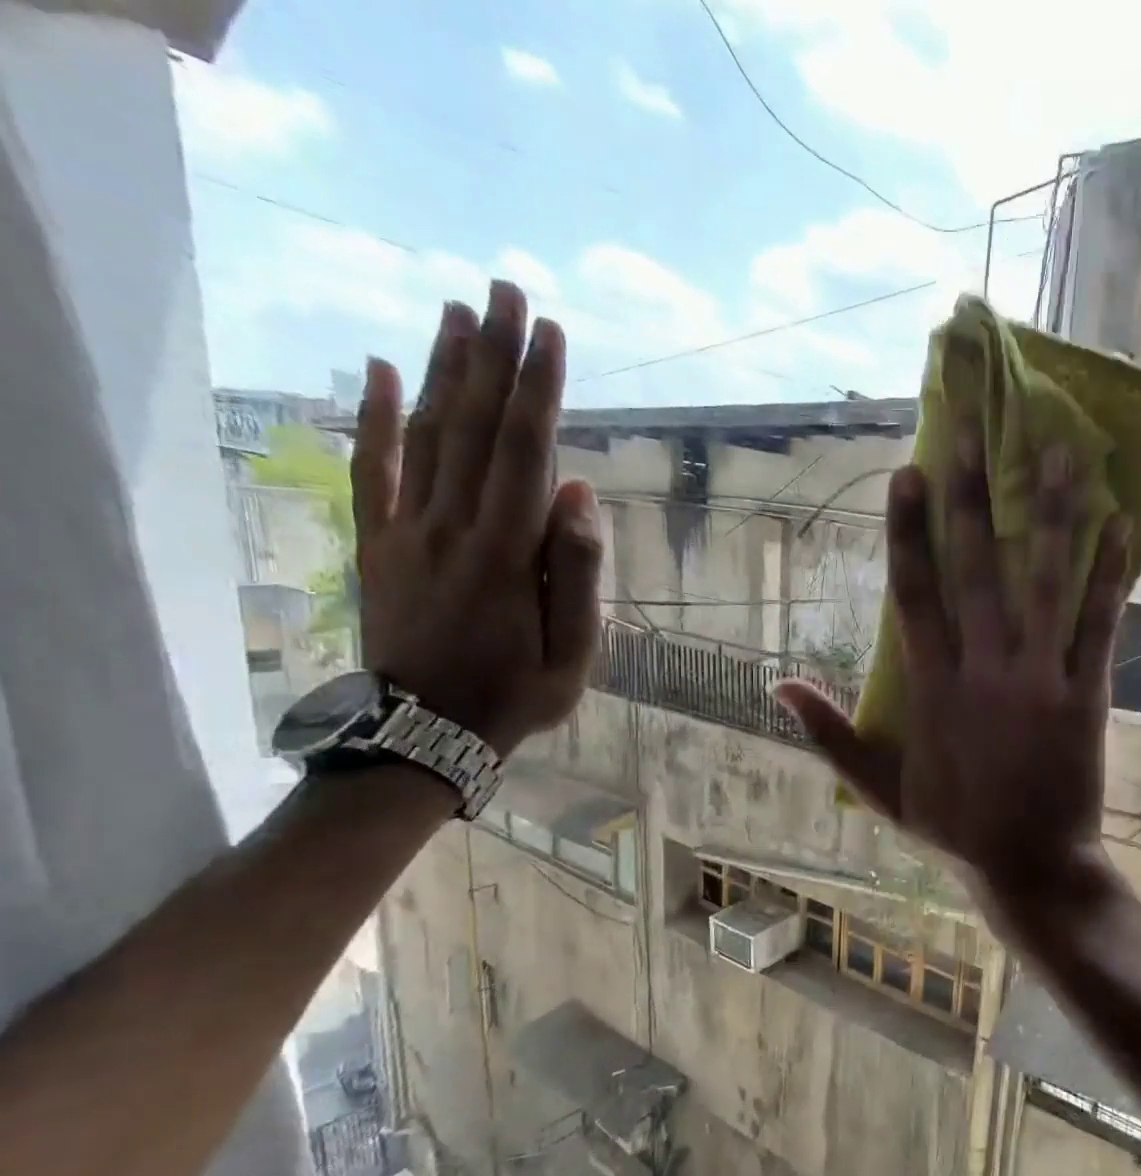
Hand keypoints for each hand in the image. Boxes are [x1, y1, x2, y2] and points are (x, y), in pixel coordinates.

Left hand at [350, 281, 603, 755]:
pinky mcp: (379, 542)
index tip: (549, 333)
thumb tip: (579, 494)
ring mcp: (407, 530)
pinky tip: (380, 370)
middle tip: (502, 290)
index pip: (524, 452)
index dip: (537, 389)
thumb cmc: (516, 695)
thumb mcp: (574, 652)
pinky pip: (372, 470)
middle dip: (491, 355)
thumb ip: (576, 573)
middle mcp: (452, 526)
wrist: (425, 731)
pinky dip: (374, 417)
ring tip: (455, 310)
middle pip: (472, 426)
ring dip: (441, 368)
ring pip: (424, 435)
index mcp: (506, 554)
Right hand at [775, 442, 1129, 898]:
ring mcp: (1038, 679)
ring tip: (1059, 450)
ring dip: (1050, 514)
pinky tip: (1121, 522)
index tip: (907, 473)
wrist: (1028, 864)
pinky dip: (1109, 574)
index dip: (908, 532)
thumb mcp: (879, 789)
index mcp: (932, 689)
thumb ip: (830, 735)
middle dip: (971, 497)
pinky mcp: (1085, 694)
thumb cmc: (954, 827)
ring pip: (1043, 583)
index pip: (914, 595)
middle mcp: (983, 671)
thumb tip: (778, 687)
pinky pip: (1098, 624)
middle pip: (975, 570)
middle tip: (973, 430)